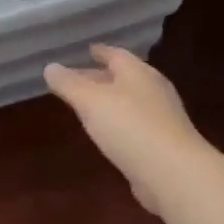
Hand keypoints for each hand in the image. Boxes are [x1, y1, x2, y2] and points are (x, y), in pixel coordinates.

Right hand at [43, 44, 205, 213]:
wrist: (173, 173)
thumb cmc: (129, 127)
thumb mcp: (90, 101)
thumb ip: (68, 84)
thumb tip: (50, 67)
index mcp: (138, 73)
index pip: (116, 55)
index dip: (100, 52)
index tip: (87, 50)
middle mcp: (153, 90)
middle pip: (123, 78)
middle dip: (99, 77)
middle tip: (76, 80)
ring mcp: (161, 117)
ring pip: (129, 101)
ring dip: (108, 101)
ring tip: (87, 105)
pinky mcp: (162, 143)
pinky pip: (134, 124)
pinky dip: (118, 122)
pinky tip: (106, 132)